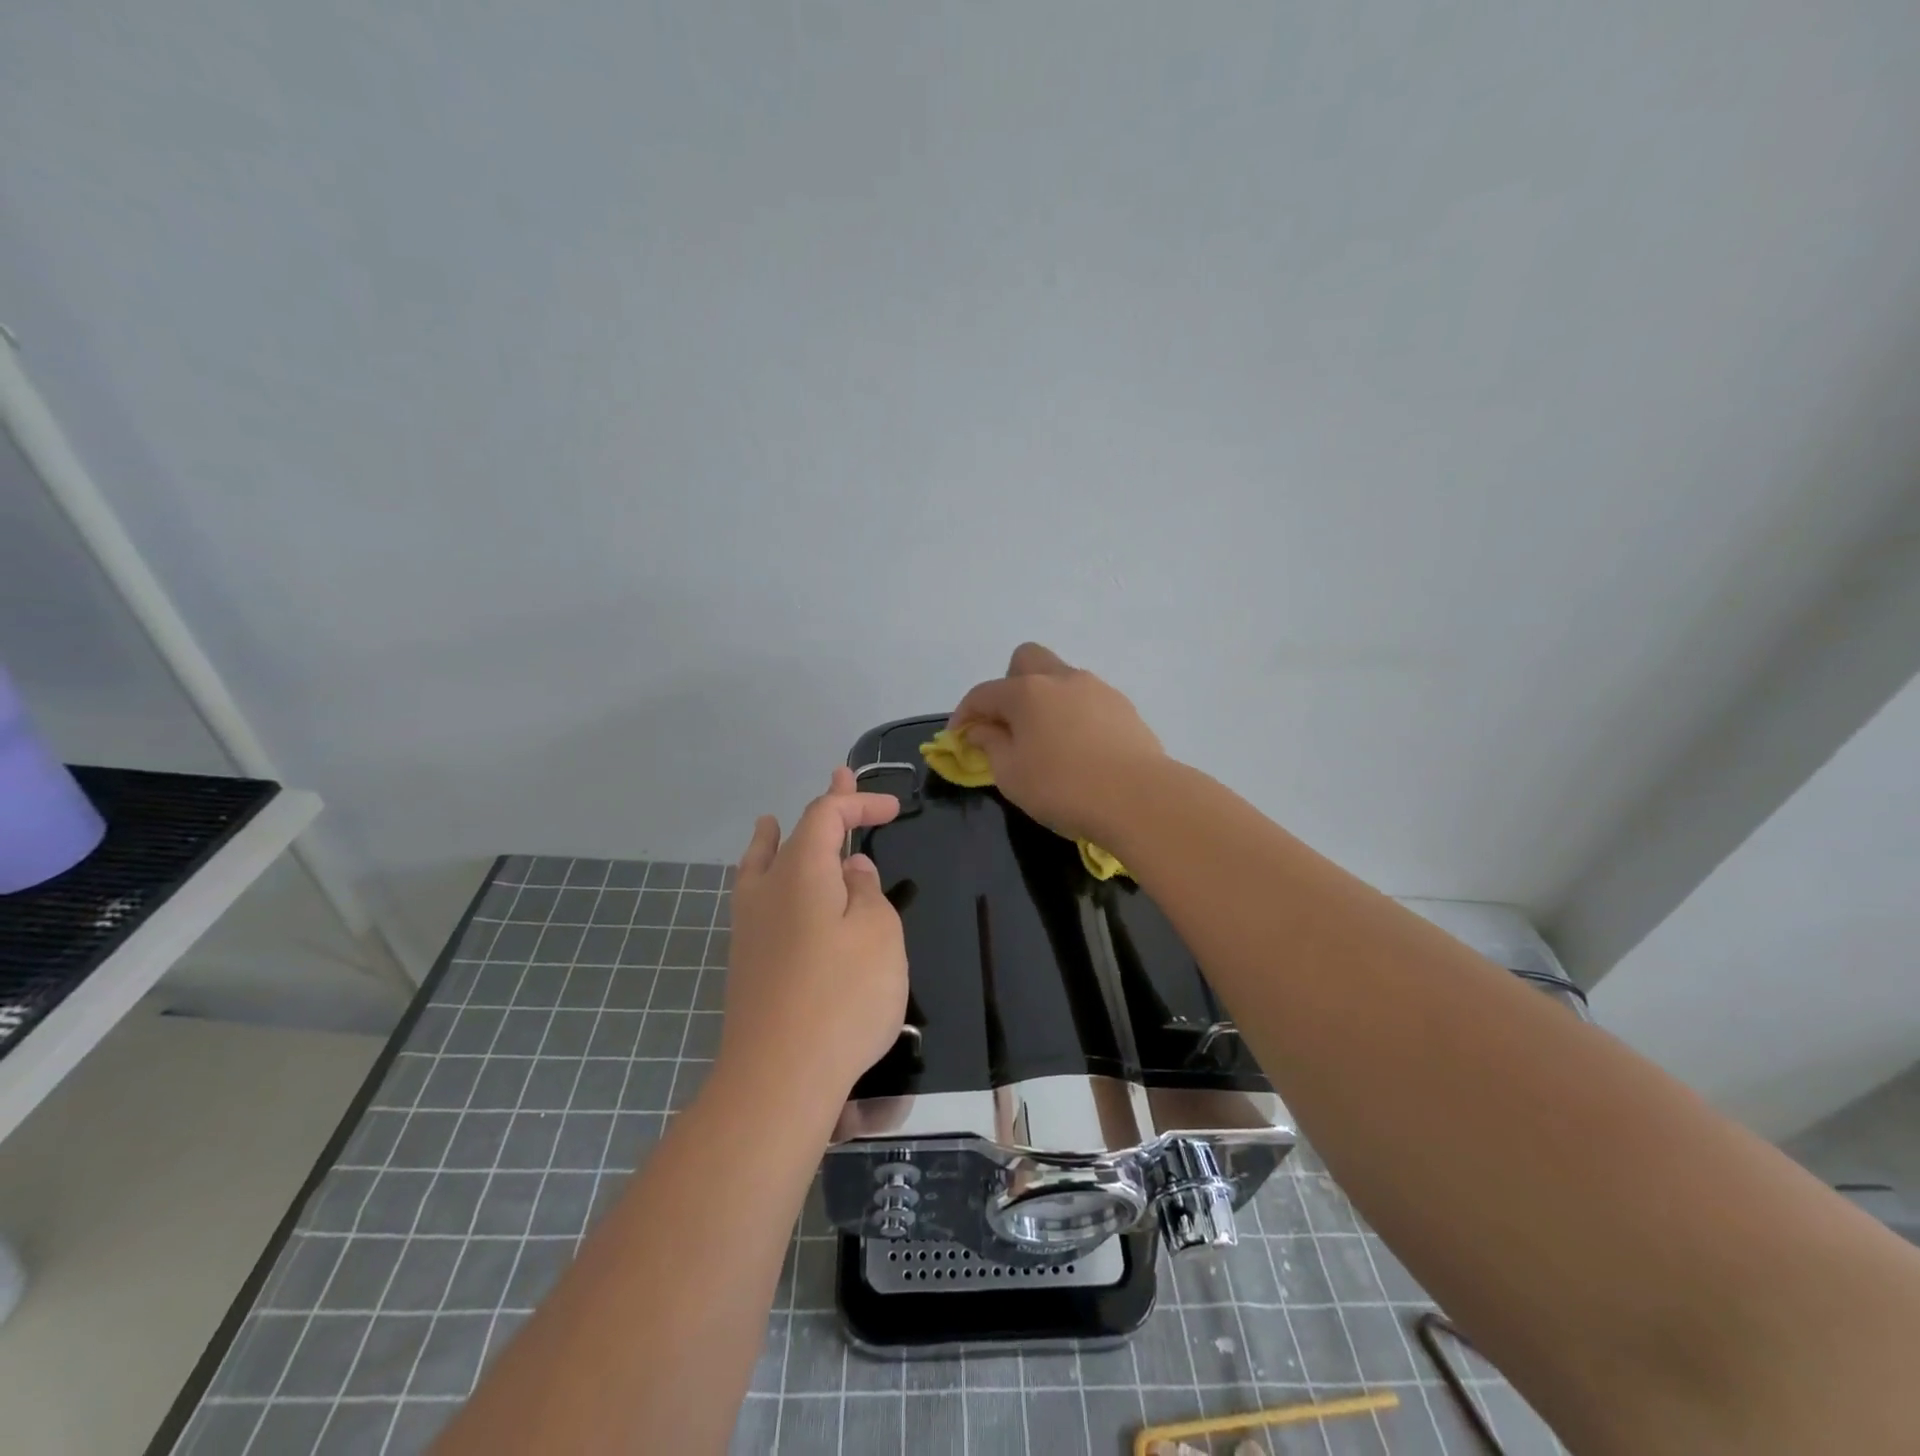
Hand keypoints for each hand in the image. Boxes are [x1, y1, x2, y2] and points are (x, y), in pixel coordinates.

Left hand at [721, 767, 907, 1102]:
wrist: (779, 1079)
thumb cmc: (841, 997)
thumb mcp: (878, 934)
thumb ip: (867, 893)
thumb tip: (851, 871)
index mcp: (801, 871)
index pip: (827, 815)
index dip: (859, 801)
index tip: (894, 809)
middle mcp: (767, 889)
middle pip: (792, 832)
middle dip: (824, 807)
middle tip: (840, 777)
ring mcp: (750, 927)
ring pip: (759, 865)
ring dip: (777, 839)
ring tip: (770, 823)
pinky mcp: (747, 963)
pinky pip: (753, 898)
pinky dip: (763, 877)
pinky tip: (768, 890)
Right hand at [950, 642, 1166, 843]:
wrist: (1139, 798)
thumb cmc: (1063, 788)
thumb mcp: (1011, 775)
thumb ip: (990, 745)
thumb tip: (981, 729)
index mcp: (1026, 692)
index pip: (983, 693)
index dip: (964, 714)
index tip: (959, 738)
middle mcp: (1061, 679)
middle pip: (1026, 660)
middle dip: (1009, 684)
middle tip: (1008, 723)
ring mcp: (1097, 689)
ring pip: (1061, 679)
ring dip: (1045, 700)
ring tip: (1046, 741)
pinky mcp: (1123, 708)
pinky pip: (1087, 700)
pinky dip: (1074, 715)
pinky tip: (1080, 749)